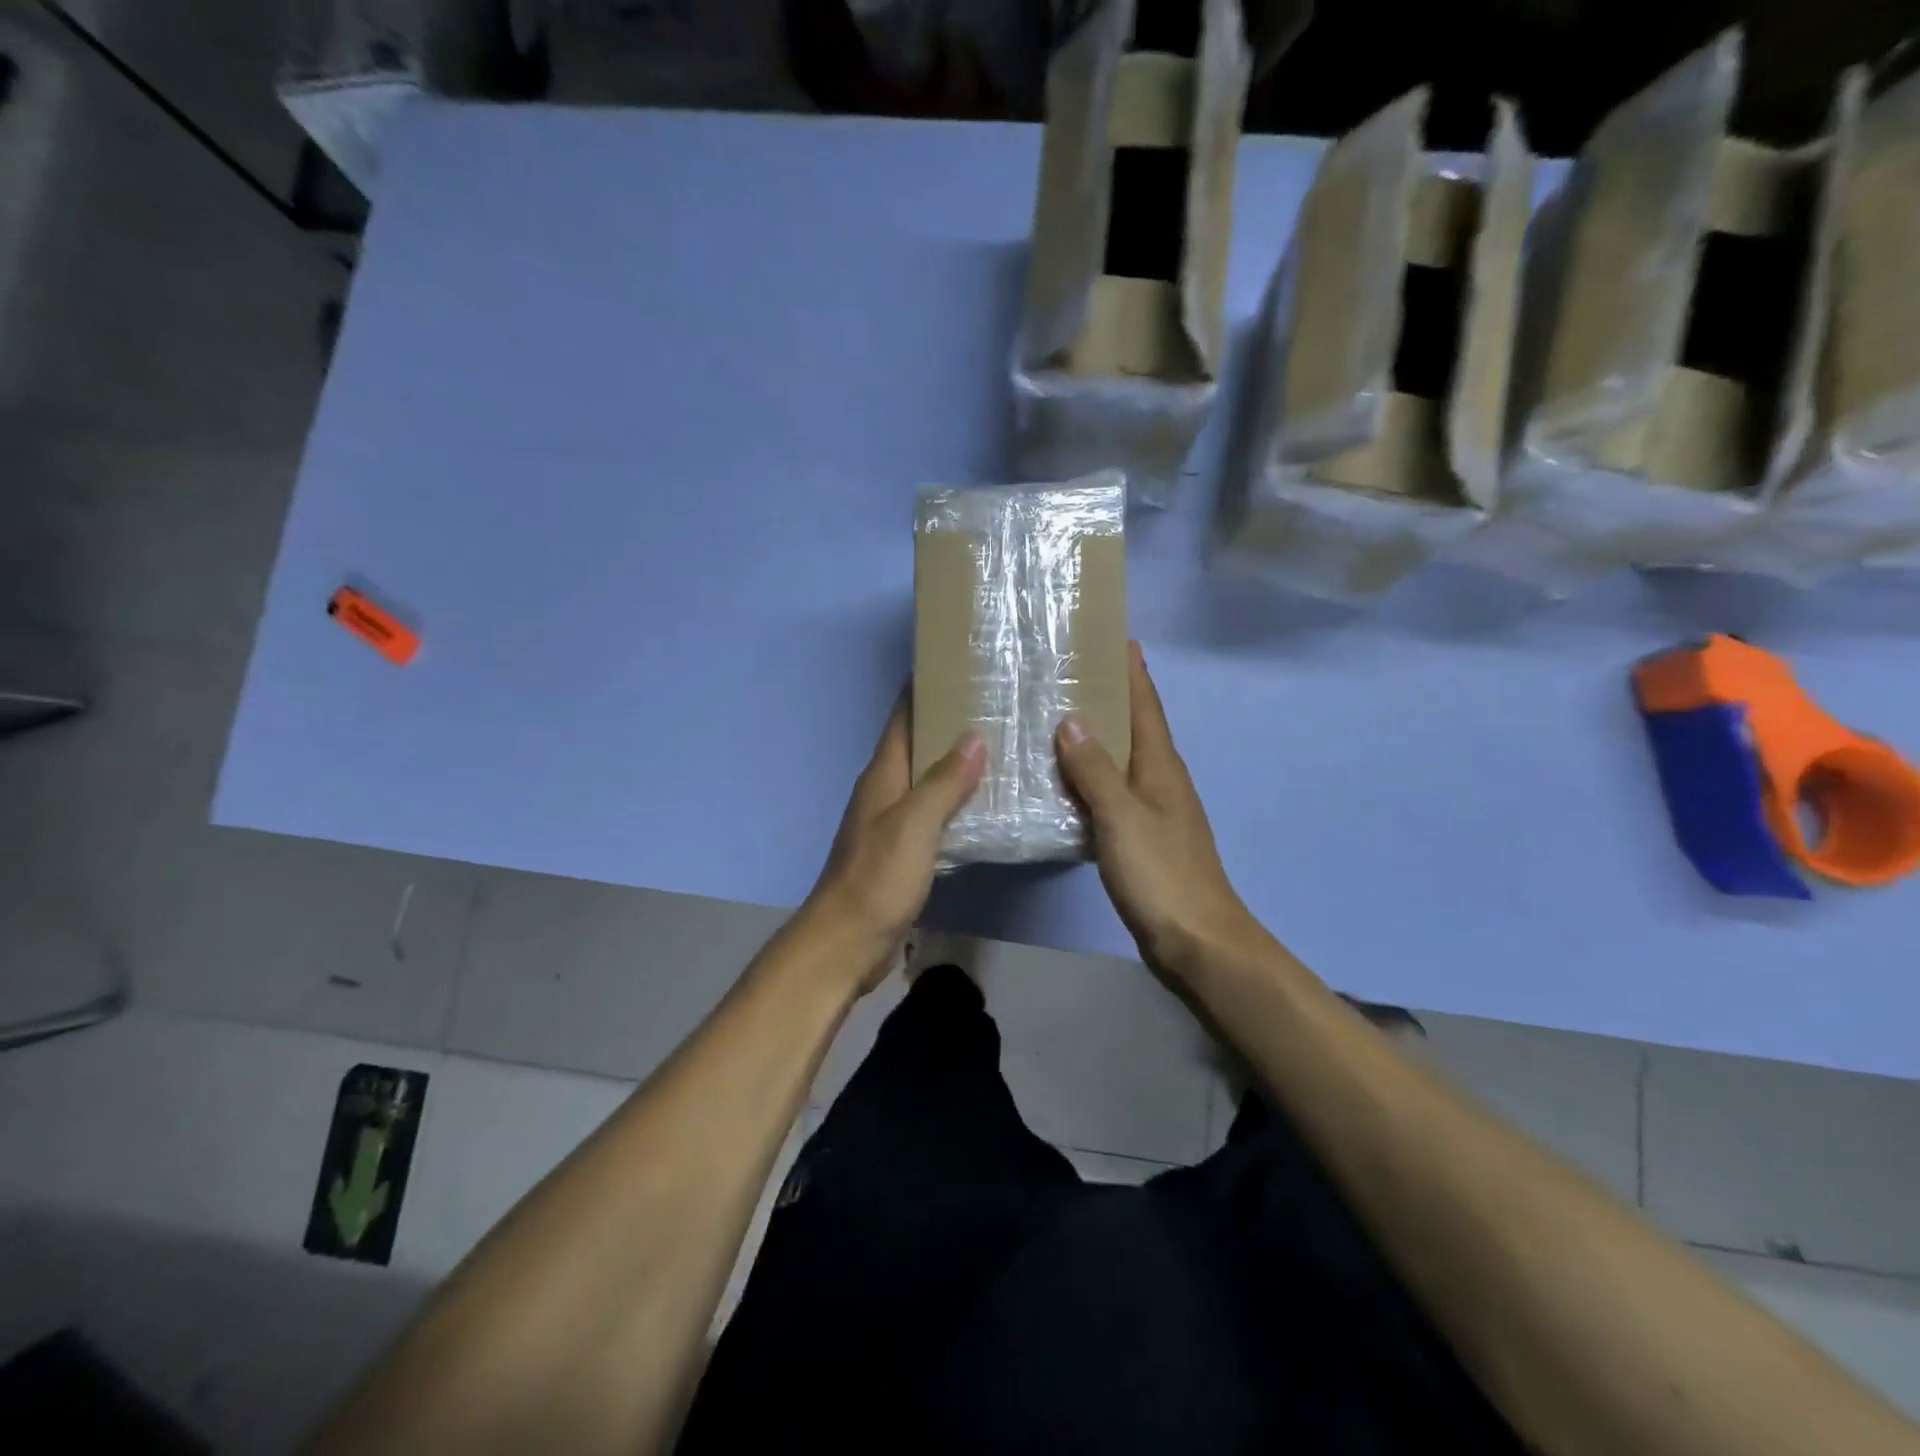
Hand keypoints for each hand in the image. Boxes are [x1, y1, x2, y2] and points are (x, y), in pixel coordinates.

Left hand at [804, 695, 984, 989]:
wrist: (848, 942)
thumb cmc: (878, 877)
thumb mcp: (914, 825)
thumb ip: (945, 781)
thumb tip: (974, 735)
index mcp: (883, 775)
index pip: (902, 718)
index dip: (923, 689)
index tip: (956, 665)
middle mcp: (885, 791)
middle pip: (917, 745)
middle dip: (949, 723)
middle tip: (995, 705)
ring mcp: (892, 822)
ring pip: (927, 780)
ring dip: (955, 764)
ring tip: (1000, 747)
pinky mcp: (902, 852)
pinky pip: (934, 814)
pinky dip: (957, 802)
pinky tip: (986, 804)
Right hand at [1055, 643, 1265, 977]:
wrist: (1197, 942)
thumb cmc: (1162, 874)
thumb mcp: (1122, 817)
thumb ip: (1095, 770)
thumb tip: (1071, 719)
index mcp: (1161, 766)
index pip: (1146, 704)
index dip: (1131, 669)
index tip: (1113, 635)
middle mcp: (1160, 779)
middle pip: (1133, 726)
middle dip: (1107, 696)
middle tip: (1066, 672)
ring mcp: (1152, 810)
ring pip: (1119, 760)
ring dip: (1094, 737)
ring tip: (1053, 718)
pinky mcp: (1141, 837)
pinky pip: (1110, 793)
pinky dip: (1088, 778)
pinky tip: (1061, 782)